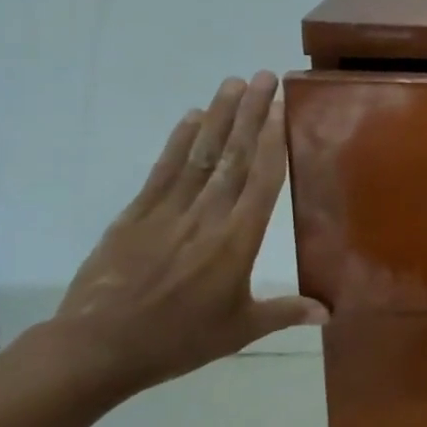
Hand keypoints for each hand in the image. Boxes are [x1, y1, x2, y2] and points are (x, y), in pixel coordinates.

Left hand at [44, 72, 328, 396]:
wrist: (95, 350)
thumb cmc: (177, 340)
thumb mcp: (239, 330)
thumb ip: (285, 313)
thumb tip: (330, 312)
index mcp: (237, 240)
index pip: (260, 180)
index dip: (272, 141)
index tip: (281, 107)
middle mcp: (206, 216)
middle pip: (233, 156)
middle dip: (250, 114)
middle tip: (264, 77)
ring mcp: (168, 211)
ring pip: (200, 155)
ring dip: (219, 117)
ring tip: (232, 83)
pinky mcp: (136, 215)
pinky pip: (163, 171)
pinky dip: (178, 142)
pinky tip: (191, 117)